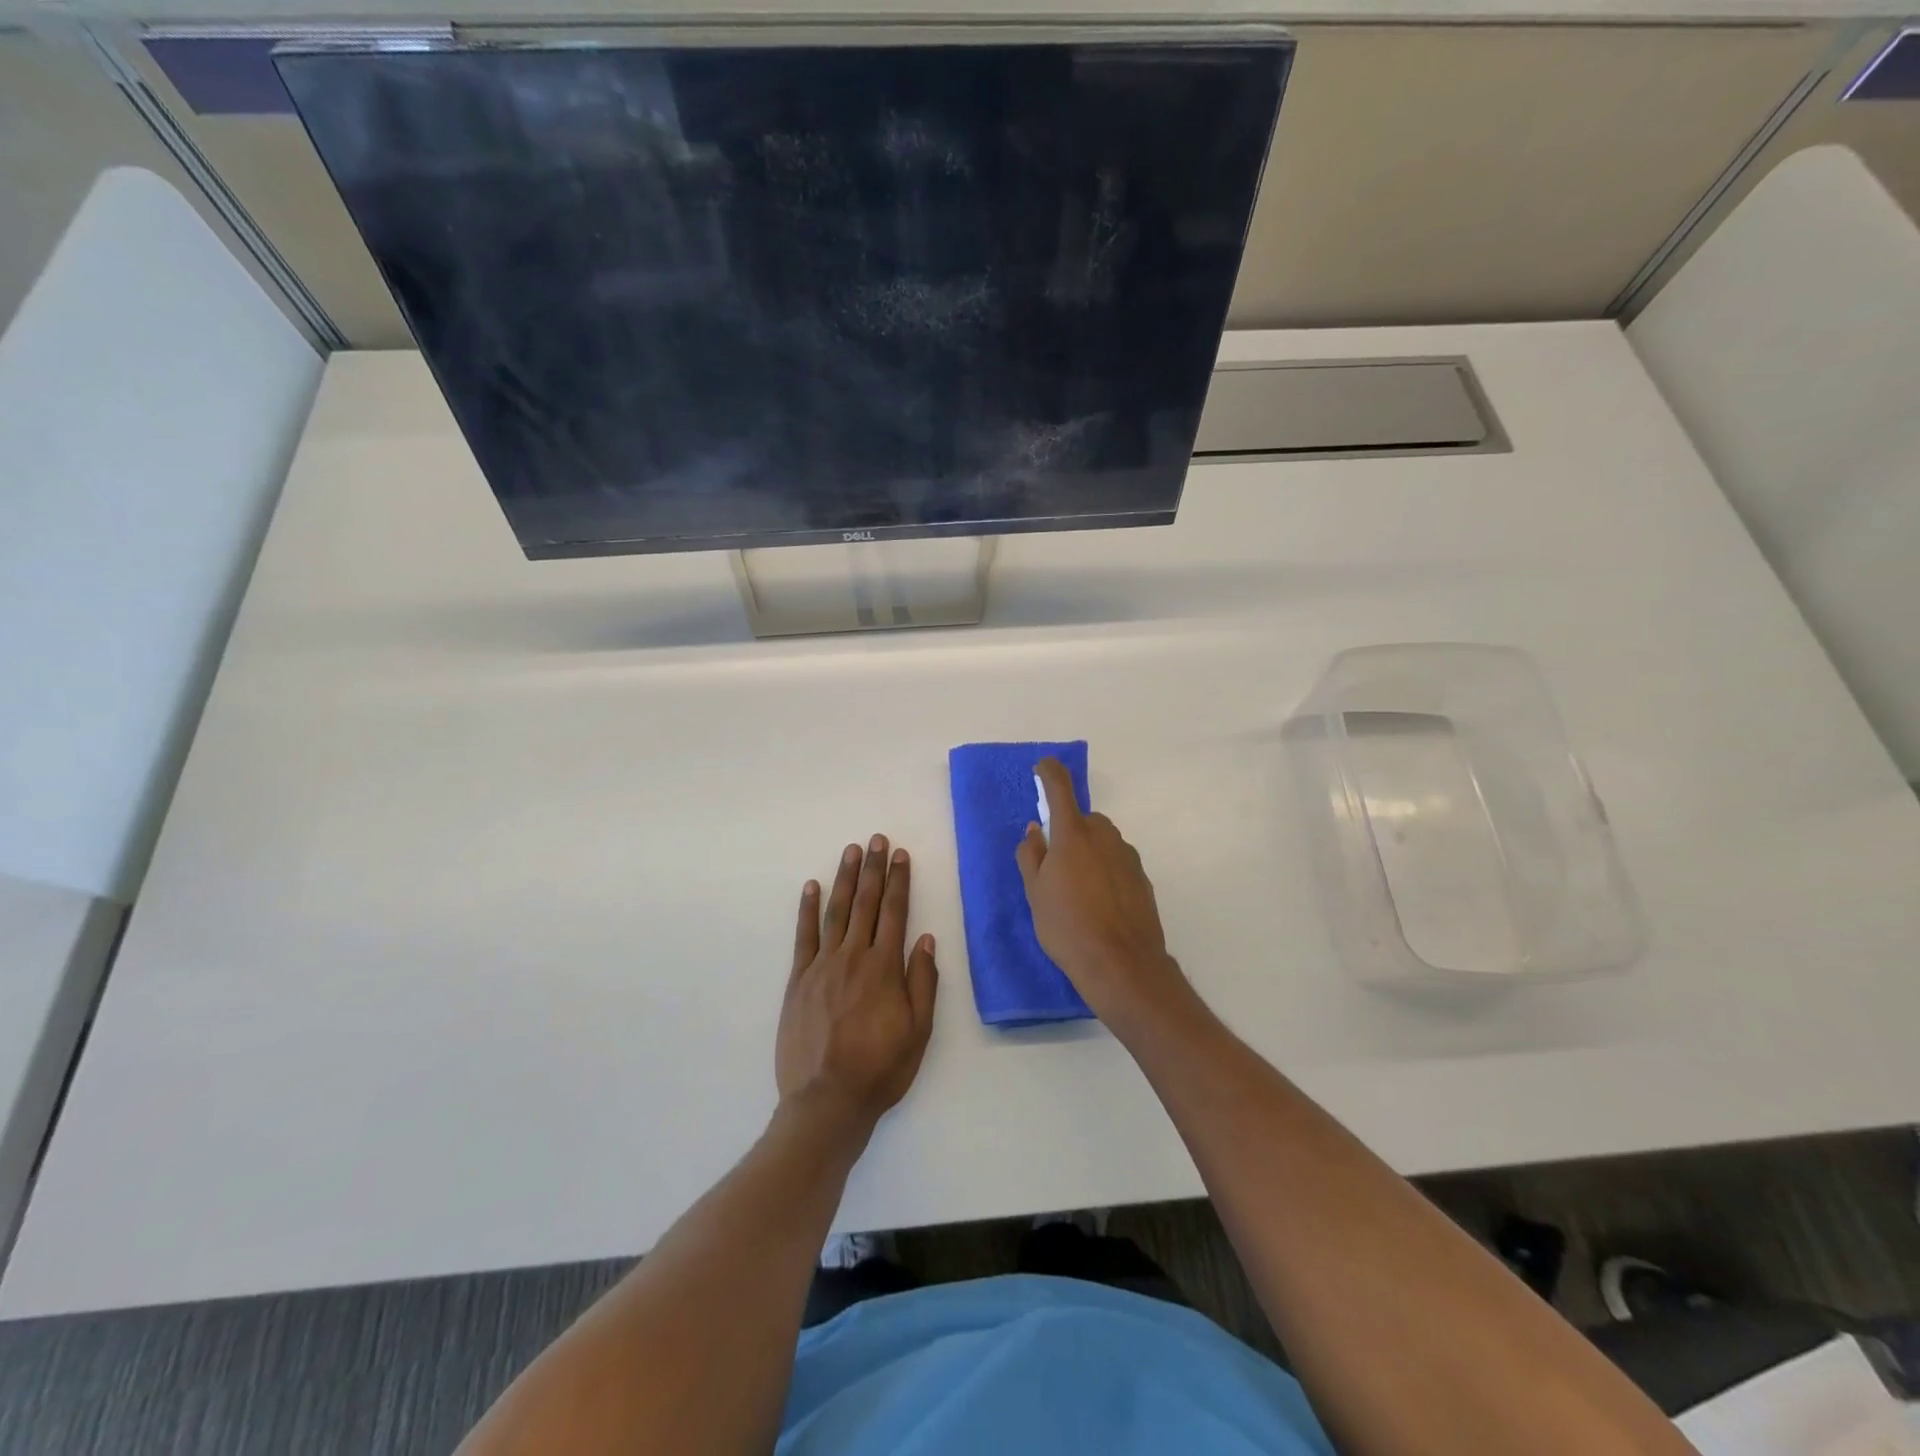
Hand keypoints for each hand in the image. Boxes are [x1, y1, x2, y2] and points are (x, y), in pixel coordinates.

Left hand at [777, 835, 937, 1136]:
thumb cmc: (880, 1069)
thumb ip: (922, 982)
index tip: (900, 855)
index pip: (895, 912)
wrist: (826, 1101)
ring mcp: (822, 966)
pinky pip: (803, 936)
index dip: (899, 881)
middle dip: (873, 869)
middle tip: (875, 839)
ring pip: (836, 912)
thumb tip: (925, 938)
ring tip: (850, 851)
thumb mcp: (918, 1031)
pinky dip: (807, 909)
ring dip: (844, 879)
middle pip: (865, 903)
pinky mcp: (798, 980)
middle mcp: (853, 957)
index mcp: (884, 968)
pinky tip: (810, 887)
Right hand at [1016, 759, 1192, 1030]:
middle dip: (1069, 832)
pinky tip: (1099, 904)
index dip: (1049, 772)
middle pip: (1084, 820)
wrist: (1122, 965)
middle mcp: (1104, 836)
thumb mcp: (1034, 893)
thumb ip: (1031, 855)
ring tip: (1076, 892)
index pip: (1060, 787)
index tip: (1042, 768)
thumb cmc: (1067, 926)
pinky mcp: (1142, 878)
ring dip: (1088, 853)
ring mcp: (1127, 856)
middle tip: (1054, 866)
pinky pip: (1117, 863)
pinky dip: (1106, 872)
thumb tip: (1035, 830)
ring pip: (1102, 842)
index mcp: (1073, 834)